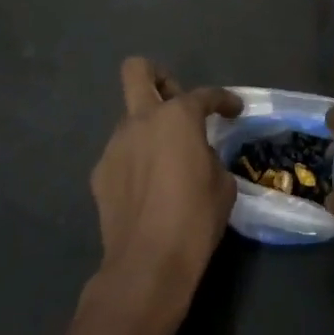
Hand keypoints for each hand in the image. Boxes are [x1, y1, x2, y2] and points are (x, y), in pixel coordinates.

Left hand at [85, 57, 240, 334]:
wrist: (148, 263)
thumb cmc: (195, 219)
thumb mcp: (222, 184)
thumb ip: (209, 156)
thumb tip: (199, 155)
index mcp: (177, 117)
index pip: (205, 95)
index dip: (224, 100)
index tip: (233, 110)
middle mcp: (141, 120)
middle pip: (138, 71)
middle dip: (159, 77)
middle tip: (177, 104)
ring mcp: (115, 145)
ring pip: (130, 119)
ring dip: (148, 130)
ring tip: (165, 162)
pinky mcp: (100, 172)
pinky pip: (121, 154)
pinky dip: (135, 161)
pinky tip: (148, 189)